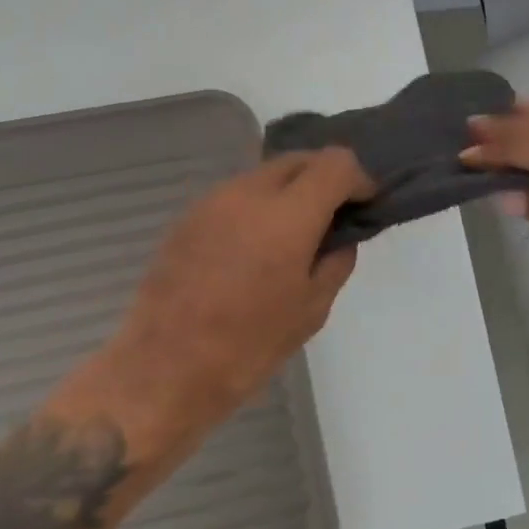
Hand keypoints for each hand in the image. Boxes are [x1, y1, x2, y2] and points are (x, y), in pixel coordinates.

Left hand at [60, 150, 374, 453]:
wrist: (164, 368)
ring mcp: (212, 201)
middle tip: (332, 217)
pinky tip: (254, 247)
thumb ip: (335, 262)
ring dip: (288, 191)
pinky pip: (235, 196)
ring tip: (292, 235)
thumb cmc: (248, 346)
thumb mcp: (310, 310)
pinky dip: (257, 206)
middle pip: (298, 160)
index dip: (358, 178)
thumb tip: (340, 237)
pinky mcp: (187, 217)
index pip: (335, 163)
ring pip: (264, 175)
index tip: (364, 204)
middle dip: (324, 179)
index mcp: (288, 215)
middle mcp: (248, 193)